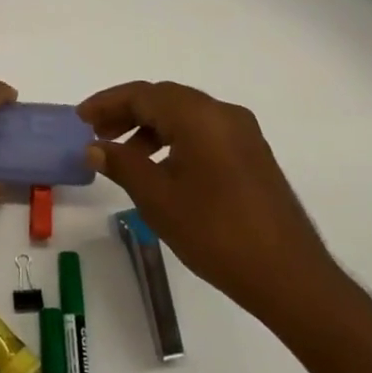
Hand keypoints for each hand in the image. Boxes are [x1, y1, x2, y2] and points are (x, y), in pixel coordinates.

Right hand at [80, 81, 353, 338]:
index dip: (106, 103)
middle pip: (164, 99)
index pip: (142, 94)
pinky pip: (204, 132)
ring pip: (185, 115)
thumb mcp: (158, 199)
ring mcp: (243, 133)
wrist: (291, 278)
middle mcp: (223, 113)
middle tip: (96, 134)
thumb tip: (94, 146)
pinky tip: (161, 170)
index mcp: (199, 115)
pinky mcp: (253, 155)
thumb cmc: (216, 233)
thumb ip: (122, 164)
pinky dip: (175, 139)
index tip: (80, 120)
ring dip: (150, 127)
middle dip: (126, 113)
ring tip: (123, 155)